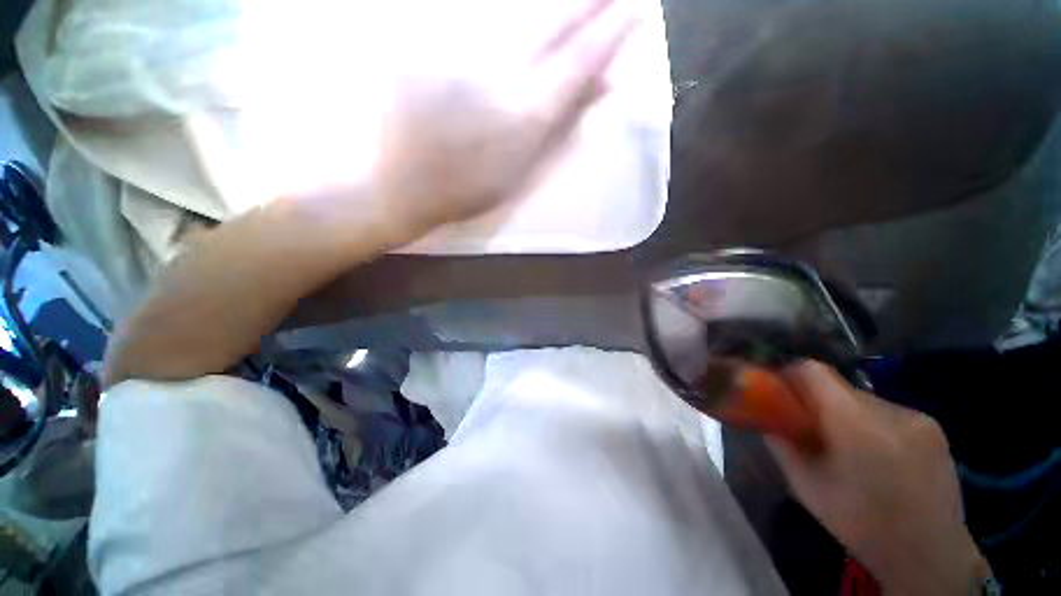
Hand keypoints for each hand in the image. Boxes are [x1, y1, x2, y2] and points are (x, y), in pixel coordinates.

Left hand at [373, 0, 637, 239]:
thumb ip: (562, 126)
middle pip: (552, 19)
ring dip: (545, 7)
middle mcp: (497, 68)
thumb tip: (604, 86)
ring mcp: (457, 45)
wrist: (397, 183)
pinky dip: (497, 15)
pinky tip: (511, 23)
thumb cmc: (465, 188)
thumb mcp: (521, 170)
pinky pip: (472, 13)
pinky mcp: (424, 35)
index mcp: (524, 113)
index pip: (580, 59)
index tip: (635, 9)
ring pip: (513, 10)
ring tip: (569, 7)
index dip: (611, 32)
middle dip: (586, 2)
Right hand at [767, 362, 988, 595]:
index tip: (781, 395)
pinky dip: (873, 425)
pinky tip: (879, 457)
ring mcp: (917, 417)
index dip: (790, 376)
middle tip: (812, 431)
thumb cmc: (861, 524)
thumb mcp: (806, 486)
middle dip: (819, 402)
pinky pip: (888, 412)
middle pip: (838, 386)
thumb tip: (766, 418)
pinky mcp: (934, 427)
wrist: (930, 555)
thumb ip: (781, 444)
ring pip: (863, 400)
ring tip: (849, 450)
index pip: (813, 371)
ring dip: (847, 415)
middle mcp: (890, 410)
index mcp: (856, 423)